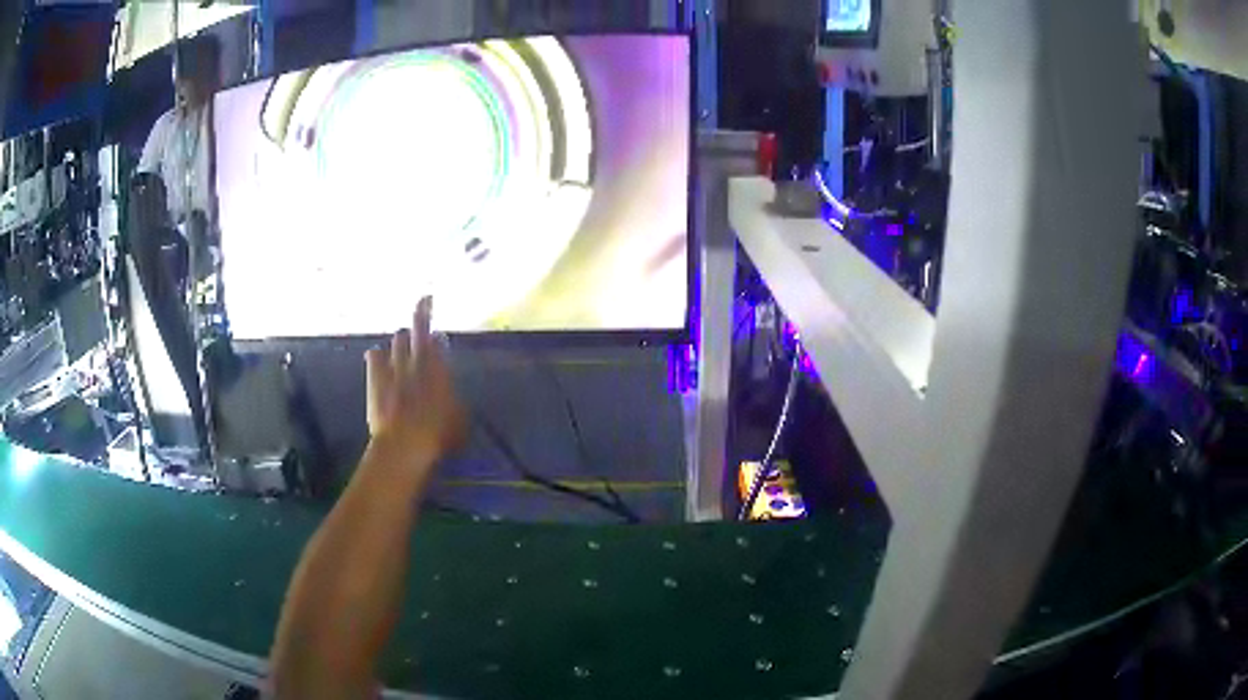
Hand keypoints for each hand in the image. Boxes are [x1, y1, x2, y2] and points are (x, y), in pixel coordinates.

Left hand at [364, 297, 467, 460]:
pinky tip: (377, 358)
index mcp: (439, 368)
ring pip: (397, 338)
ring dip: (402, 340)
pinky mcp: (375, 377)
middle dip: (421, 314)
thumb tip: (455, 397)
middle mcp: (417, 360)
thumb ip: (456, 401)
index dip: (438, 334)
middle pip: (417, 328)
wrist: (403, 444)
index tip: (438, 332)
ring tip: (403, 344)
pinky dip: (377, 356)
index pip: (438, 340)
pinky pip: (374, 354)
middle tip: (424, 302)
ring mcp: (394, 366)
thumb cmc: (437, 436)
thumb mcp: (459, 420)